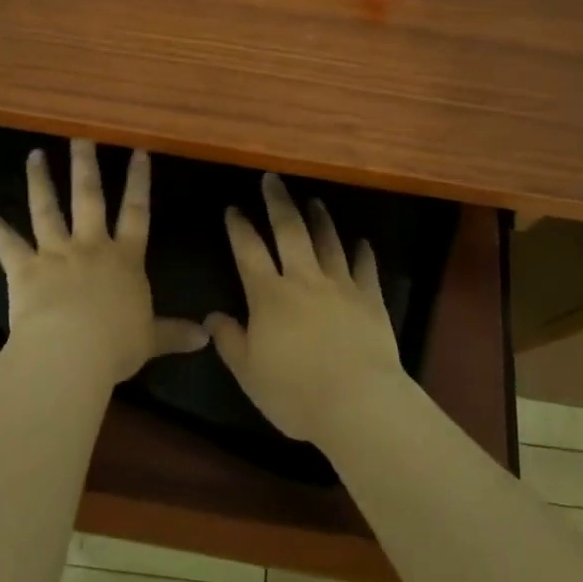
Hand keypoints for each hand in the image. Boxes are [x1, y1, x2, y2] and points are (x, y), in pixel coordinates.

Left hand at [0, 140, 207, 385]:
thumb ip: (175, 332)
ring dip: (40, 182)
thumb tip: (206, 337)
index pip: (136, 211)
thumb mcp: (151, 339)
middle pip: (89, 197)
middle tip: (80, 135)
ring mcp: (55, 254)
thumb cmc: (116, 344)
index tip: (138, 151)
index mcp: (124, 259)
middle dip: (85, 164)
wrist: (71, 352)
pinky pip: (9, 247)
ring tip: (34, 155)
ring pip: (47, 210)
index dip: (138, 181)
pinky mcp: (25, 269)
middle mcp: (90, 246)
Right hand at [207, 173, 406, 446]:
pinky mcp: (370, 298)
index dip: (239, 227)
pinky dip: (363, 252)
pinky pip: (366, 268)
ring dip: (319, 218)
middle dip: (278, 202)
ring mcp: (339, 285)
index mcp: (269, 295)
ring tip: (314, 200)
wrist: (357, 402)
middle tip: (272, 178)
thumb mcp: (249, 373)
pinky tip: (362, 241)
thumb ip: (230, 341)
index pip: (249, 251)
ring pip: (328, 241)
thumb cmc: (295, 392)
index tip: (233, 208)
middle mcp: (303, 279)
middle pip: (289, 230)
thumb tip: (212, 316)